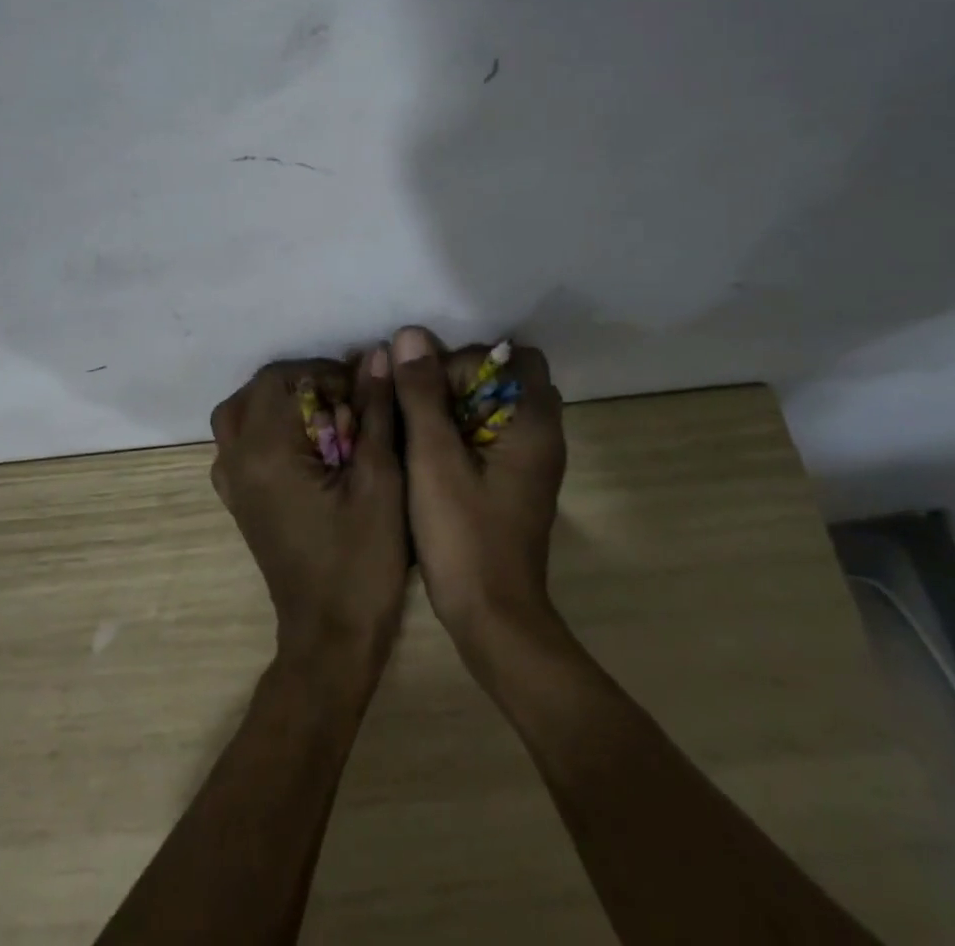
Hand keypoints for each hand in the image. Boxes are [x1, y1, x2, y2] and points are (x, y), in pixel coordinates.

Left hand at [209, 350, 406, 687]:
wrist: (330, 637)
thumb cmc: (362, 559)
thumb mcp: (380, 479)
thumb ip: (375, 411)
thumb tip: (376, 355)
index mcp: (265, 451)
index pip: (281, 378)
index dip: (323, 372)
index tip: (361, 391)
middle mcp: (236, 460)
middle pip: (256, 391)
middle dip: (302, 384)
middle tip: (345, 402)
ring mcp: (230, 483)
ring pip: (240, 415)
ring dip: (280, 404)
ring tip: (324, 419)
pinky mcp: (237, 501)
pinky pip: (238, 444)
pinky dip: (266, 429)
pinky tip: (303, 448)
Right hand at [389, 327, 566, 653]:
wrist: (493, 619)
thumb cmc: (464, 535)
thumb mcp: (432, 459)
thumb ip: (422, 394)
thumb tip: (411, 335)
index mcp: (534, 424)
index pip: (514, 357)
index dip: (471, 360)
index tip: (432, 386)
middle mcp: (543, 437)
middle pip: (507, 379)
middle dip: (461, 381)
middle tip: (421, 405)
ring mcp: (532, 464)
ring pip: (496, 409)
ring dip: (458, 407)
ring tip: (419, 426)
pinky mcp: (516, 484)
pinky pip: (492, 436)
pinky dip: (463, 432)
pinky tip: (429, 453)